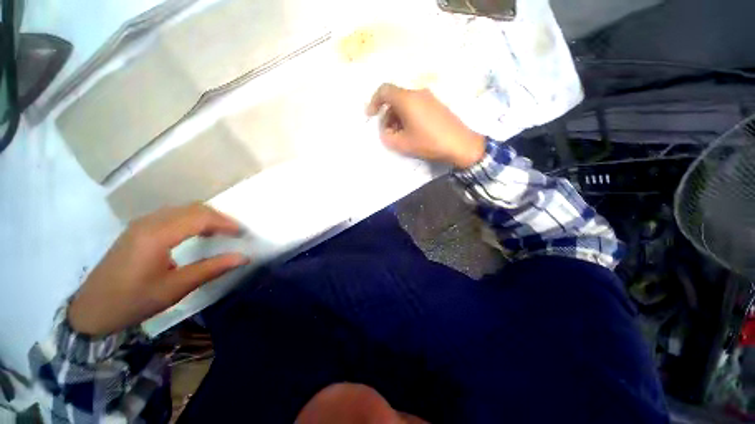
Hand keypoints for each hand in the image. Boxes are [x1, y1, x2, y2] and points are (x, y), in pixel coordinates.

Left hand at [68, 203, 249, 336]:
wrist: (91, 310)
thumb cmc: (133, 301)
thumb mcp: (175, 288)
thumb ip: (211, 269)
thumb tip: (243, 257)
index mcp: (156, 235)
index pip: (200, 217)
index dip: (226, 223)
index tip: (244, 233)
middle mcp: (149, 222)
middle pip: (193, 208)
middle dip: (219, 218)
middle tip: (236, 233)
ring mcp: (142, 223)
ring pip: (183, 209)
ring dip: (206, 217)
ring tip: (222, 232)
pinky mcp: (139, 229)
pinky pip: (172, 215)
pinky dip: (192, 219)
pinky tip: (197, 233)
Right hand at [366, 83, 485, 167]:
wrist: (460, 144)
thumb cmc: (429, 142)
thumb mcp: (403, 144)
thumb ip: (387, 137)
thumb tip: (385, 131)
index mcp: (407, 99)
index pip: (384, 90)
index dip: (374, 102)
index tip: (371, 116)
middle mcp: (417, 93)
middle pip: (395, 98)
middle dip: (387, 115)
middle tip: (387, 133)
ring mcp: (429, 97)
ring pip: (406, 103)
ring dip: (398, 117)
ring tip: (400, 136)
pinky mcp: (436, 104)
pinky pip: (416, 106)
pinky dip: (408, 117)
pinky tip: (412, 132)